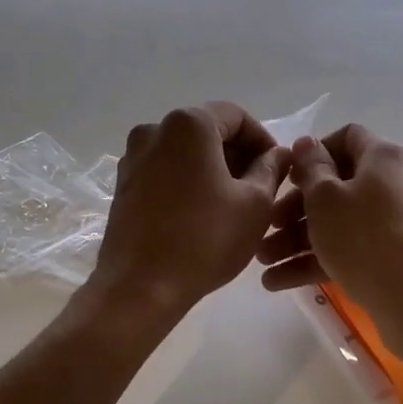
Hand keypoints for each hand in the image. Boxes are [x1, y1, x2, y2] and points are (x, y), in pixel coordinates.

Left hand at [88, 103, 289, 316]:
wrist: (140, 287)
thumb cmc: (206, 239)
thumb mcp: (255, 203)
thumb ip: (271, 168)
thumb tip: (279, 153)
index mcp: (188, 124)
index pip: (237, 116)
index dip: (263, 140)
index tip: (278, 170)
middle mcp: (154, 130)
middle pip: (208, 131)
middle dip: (238, 155)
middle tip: (260, 189)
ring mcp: (133, 158)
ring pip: (185, 152)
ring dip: (213, 170)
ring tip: (233, 205)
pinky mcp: (123, 185)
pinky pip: (164, 171)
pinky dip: (187, 182)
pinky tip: (202, 214)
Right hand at [257, 124, 402, 337]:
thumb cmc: (363, 236)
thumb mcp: (325, 198)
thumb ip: (310, 167)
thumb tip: (307, 143)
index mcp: (382, 158)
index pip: (346, 137)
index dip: (313, 153)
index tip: (288, 176)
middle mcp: (393, 183)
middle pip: (337, 186)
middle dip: (294, 207)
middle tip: (268, 225)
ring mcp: (396, 223)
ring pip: (338, 222)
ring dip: (297, 239)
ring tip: (263, 261)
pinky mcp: (393, 257)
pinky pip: (349, 249)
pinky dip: (317, 260)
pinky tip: (278, 282)